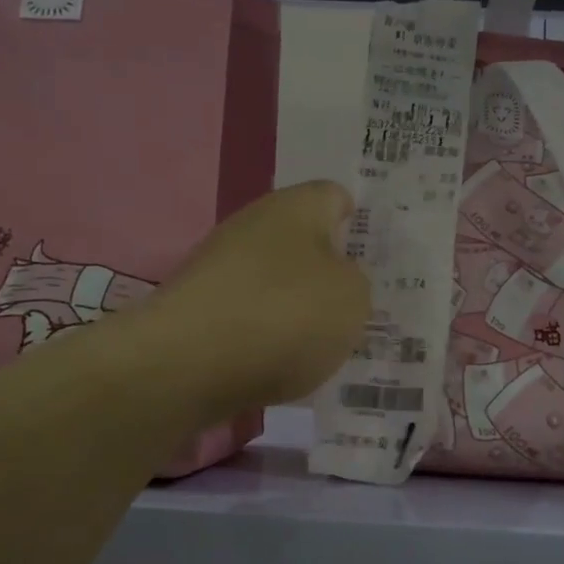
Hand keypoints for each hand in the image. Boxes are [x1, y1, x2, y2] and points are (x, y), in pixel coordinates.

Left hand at [144, 182, 370, 421]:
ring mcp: (219, 266)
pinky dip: (267, 335)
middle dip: (330, 272)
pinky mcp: (198, 308)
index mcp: (296, 207)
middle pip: (304, 242)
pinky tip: (283, 364)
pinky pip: (249, 314)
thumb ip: (357, 283)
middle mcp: (253, 225)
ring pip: (275, 280)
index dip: (360, 223)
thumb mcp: (353, 299)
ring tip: (327, 344)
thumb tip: (336, 281)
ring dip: (299, 306)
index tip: (377, 258)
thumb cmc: (285, 316)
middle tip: (360, 306)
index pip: (336, 197)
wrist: (187, 365)